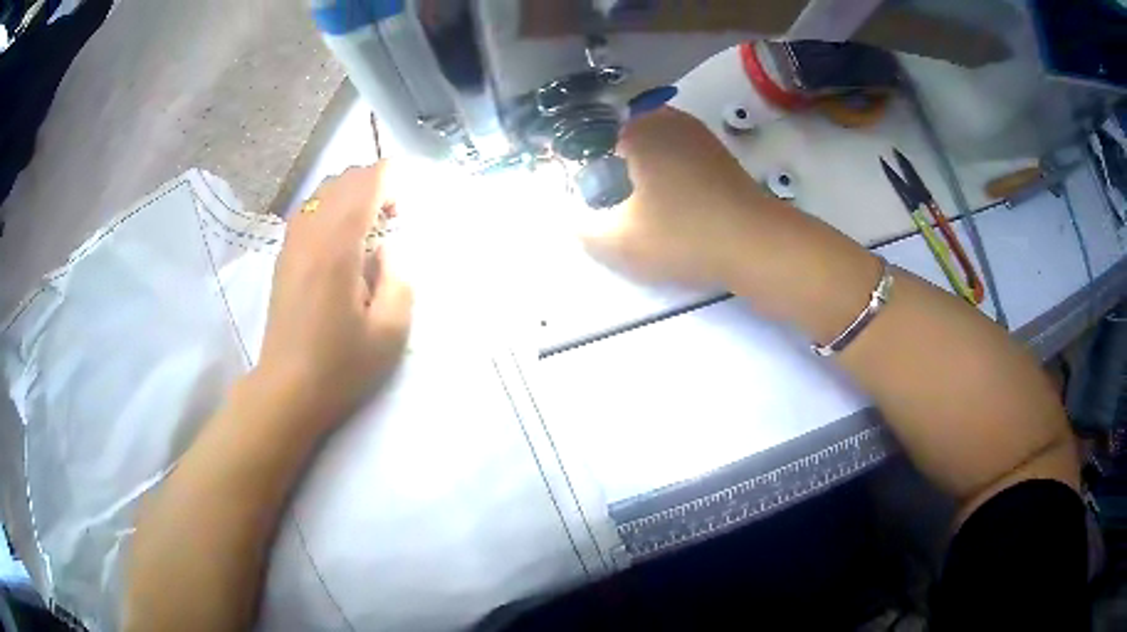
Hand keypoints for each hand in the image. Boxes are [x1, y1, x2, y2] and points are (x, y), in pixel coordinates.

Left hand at [248, 163, 412, 436]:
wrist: (287, 389)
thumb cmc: (341, 365)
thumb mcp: (391, 331)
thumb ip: (400, 278)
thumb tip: (388, 248)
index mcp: (338, 247)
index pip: (365, 184)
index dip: (391, 180)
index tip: (406, 207)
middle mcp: (311, 233)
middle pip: (343, 180)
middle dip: (373, 184)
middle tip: (392, 218)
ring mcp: (292, 242)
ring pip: (322, 192)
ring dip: (351, 195)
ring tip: (368, 226)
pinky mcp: (283, 256)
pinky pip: (308, 210)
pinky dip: (330, 207)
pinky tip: (340, 237)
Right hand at [579, 107, 769, 287]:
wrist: (758, 245)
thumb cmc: (684, 236)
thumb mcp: (619, 242)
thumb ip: (580, 227)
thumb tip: (569, 215)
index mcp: (639, 129)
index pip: (589, 134)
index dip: (576, 163)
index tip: (578, 193)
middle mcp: (667, 119)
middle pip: (619, 134)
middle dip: (606, 162)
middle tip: (603, 198)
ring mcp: (697, 134)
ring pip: (650, 142)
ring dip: (635, 166)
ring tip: (632, 202)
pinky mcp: (717, 153)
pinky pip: (675, 152)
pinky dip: (663, 170)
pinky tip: (667, 200)